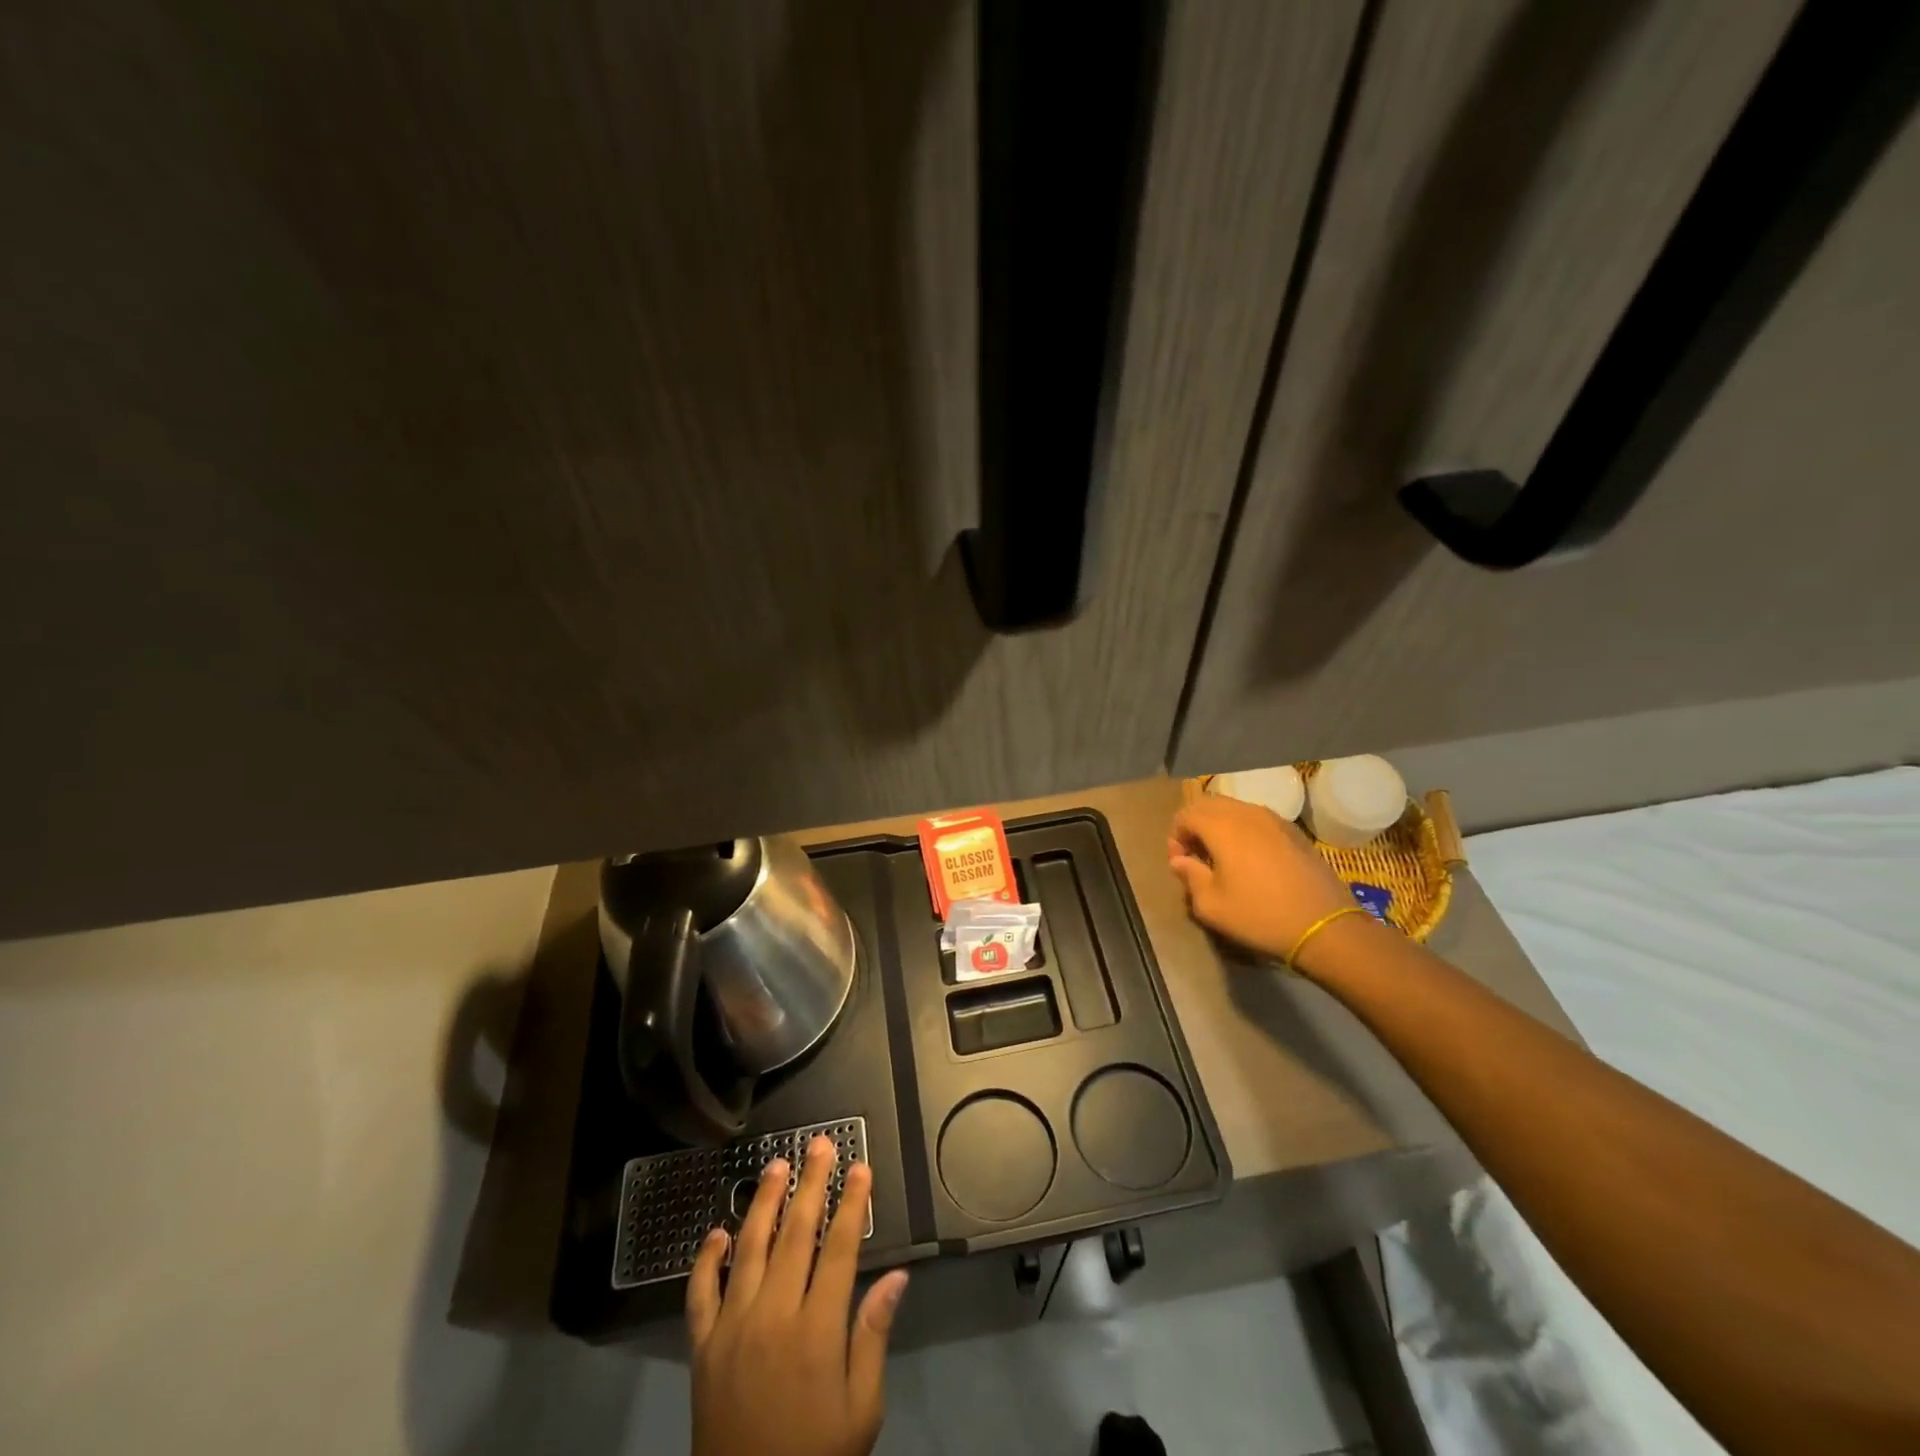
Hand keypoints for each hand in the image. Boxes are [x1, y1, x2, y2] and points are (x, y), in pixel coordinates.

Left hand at [687, 1135, 908, 1455]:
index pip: (839, 1248)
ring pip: (749, 1248)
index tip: (859, 1167)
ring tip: (776, 1166)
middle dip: (810, 1184)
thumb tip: (897, 1277)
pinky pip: (701, 1293)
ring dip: (763, 1202)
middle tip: (819, 1145)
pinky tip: (718, 1232)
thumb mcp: (861, 1410)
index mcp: (817, 1330)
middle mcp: (773, 1316)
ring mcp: (732, 1328)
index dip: (850, 1203)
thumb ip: (873, 1337)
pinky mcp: (702, 1348)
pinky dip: (707, 1259)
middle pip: (795, 1234)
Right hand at [1168, 795, 1357, 965]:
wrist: (1325, 927)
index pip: (1186, 814)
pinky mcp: (1294, 832)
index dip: (1175, 836)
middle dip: (1195, 826)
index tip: (1181, 863)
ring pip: (1235, 809)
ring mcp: (1275, 819)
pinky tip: (1252, 860)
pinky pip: (1258, 819)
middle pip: (1209, 804)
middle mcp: (1247, 813)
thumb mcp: (1212, 906)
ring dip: (1220, 826)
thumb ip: (1189, 876)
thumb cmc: (1260, 916)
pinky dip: (1244, 830)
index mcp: (1223, 827)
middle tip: (1196, 857)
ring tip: (1223, 858)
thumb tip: (1180, 861)